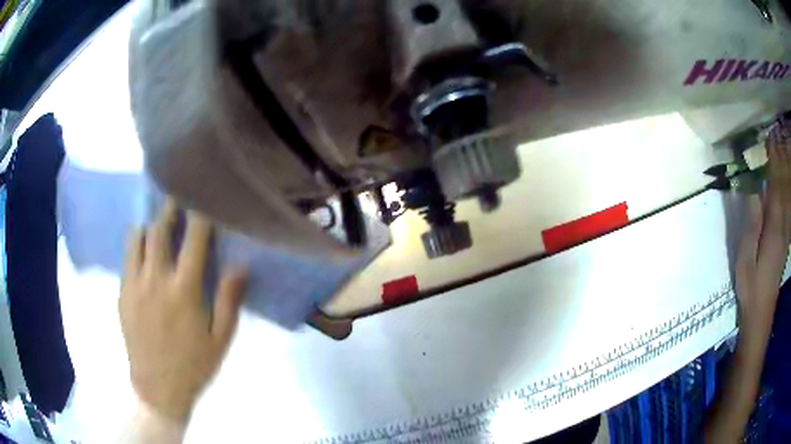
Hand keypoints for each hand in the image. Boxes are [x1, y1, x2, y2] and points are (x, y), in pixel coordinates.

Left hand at [119, 198, 246, 421]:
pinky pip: (126, 258)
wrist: (157, 388)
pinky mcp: (122, 294)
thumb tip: (240, 266)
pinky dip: (135, 245)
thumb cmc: (194, 365)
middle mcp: (156, 280)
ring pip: (137, 239)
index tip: (203, 201)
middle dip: (169, 209)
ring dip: (149, 225)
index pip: (194, 240)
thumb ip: (229, 301)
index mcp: (184, 291)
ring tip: (156, 221)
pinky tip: (141, 249)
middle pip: (159, 231)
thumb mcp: (220, 339)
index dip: (199, 215)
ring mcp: (135, 285)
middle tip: (175, 198)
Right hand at [736, 128, 790, 325]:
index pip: (775, 184)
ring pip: (786, 194)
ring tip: (779, 149)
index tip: (768, 138)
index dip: (773, 160)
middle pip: (783, 185)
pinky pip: (787, 206)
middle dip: (779, 159)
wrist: (761, 313)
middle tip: (774, 135)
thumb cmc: (750, 286)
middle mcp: (782, 224)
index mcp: (773, 226)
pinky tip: (784, 180)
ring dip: (784, 170)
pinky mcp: (785, 238)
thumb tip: (752, 190)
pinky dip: (786, 187)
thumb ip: (752, 223)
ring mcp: (785, 232)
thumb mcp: (745, 257)